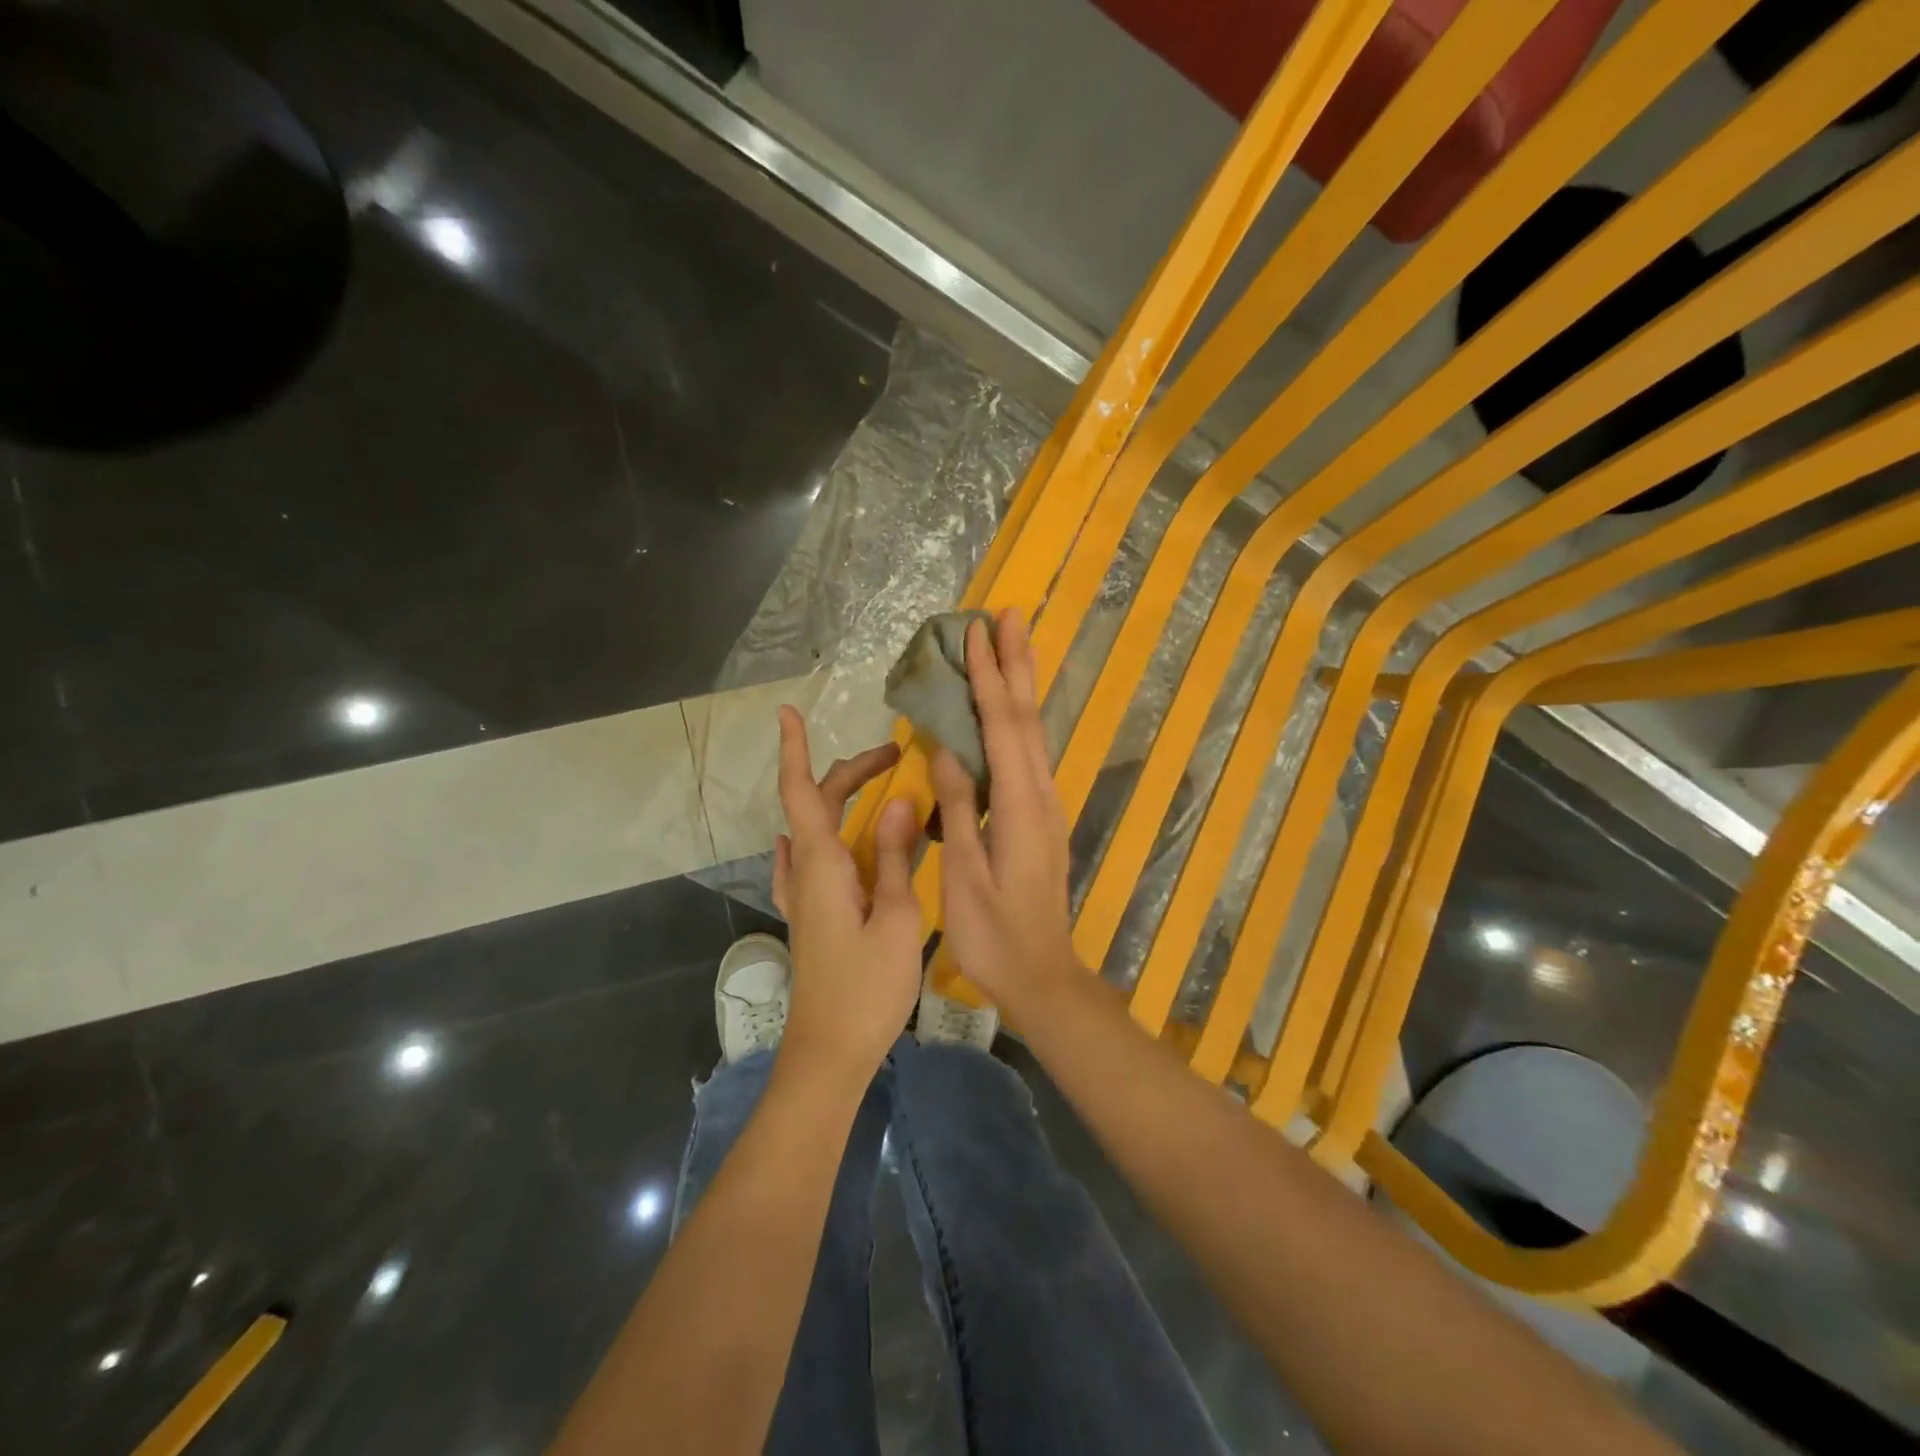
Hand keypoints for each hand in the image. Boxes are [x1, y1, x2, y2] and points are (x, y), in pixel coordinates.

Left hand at [772, 708, 924, 1083]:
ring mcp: (803, 896)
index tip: (788, 711)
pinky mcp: (810, 916)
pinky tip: (830, 840)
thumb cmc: (867, 988)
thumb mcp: (896, 918)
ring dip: (841, 800)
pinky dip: (822, 834)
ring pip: (814, 830)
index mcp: (822, 865)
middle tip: (895, 756)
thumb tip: (899, 800)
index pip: (803, 792)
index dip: (795, 750)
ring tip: (879, 788)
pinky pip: (809, 860)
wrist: (829, 1052)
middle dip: (850, 771)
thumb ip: (895, 857)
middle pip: (816, 804)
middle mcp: (805, 872)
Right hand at [929, 610, 1080, 1011]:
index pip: (1002, 726)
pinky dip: (1018, 718)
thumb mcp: (965, 876)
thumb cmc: (994, 934)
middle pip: (1027, 716)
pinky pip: (1029, 753)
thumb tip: (947, 749)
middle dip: (1016, 663)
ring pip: (1032, 731)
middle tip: (1009, 614)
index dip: (987, 676)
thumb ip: (961, 809)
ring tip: (1012, 643)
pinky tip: (1008, 710)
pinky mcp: (1040, 816)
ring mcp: (1045, 804)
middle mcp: (1040, 794)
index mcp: (1019, 805)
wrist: (1041, 973)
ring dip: (1022, 684)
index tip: (976, 632)